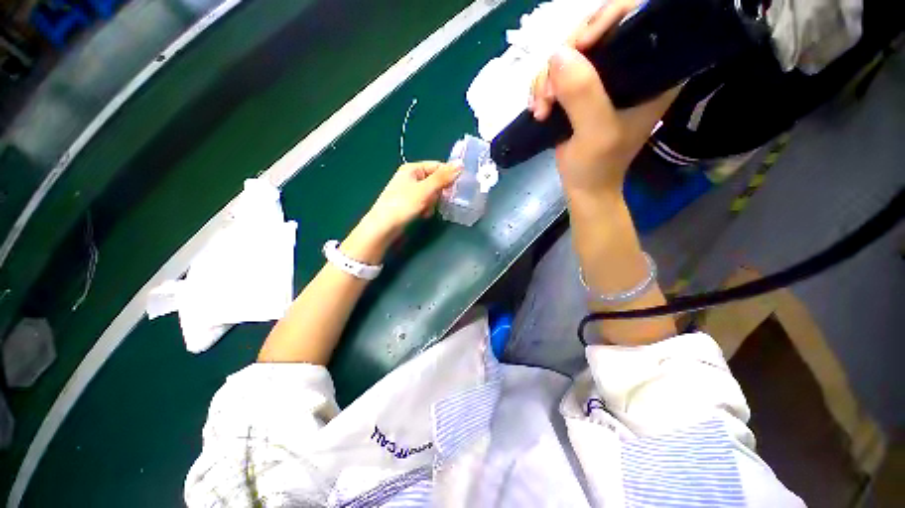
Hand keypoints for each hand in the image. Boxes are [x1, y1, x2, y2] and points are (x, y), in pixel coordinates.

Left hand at [345, 161, 460, 262]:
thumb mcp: (425, 190)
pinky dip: (426, 208)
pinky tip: (423, 215)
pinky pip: (424, 202)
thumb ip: (443, 177)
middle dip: (439, 193)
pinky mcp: (408, 203)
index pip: (438, 166)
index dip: (448, 176)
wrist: (383, 227)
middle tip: (438, 201)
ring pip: (431, 194)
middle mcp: (410, 177)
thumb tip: (461, 164)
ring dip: (432, 202)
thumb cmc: (403, 205)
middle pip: (435, 181)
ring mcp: (409, 191)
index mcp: (412, 168)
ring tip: (427, 210)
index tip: (457, 187)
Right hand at [529, 0, 678, 200]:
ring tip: (541, 109)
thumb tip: (558, 55)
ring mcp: (603, 77)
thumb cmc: (598, 165)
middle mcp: (631, 65)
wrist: (583, 185)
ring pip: (570, 51)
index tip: (580, 47)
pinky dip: (542, 87)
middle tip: (548, 93)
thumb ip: (583, 95)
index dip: (607, 19)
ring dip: (547, 78)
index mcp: (654, 70)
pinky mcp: (582, 88)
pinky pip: (557, 71)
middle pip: (596, 29)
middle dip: (565, 57)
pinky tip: (539, 108)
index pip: (639, 17)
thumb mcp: (596, 133)